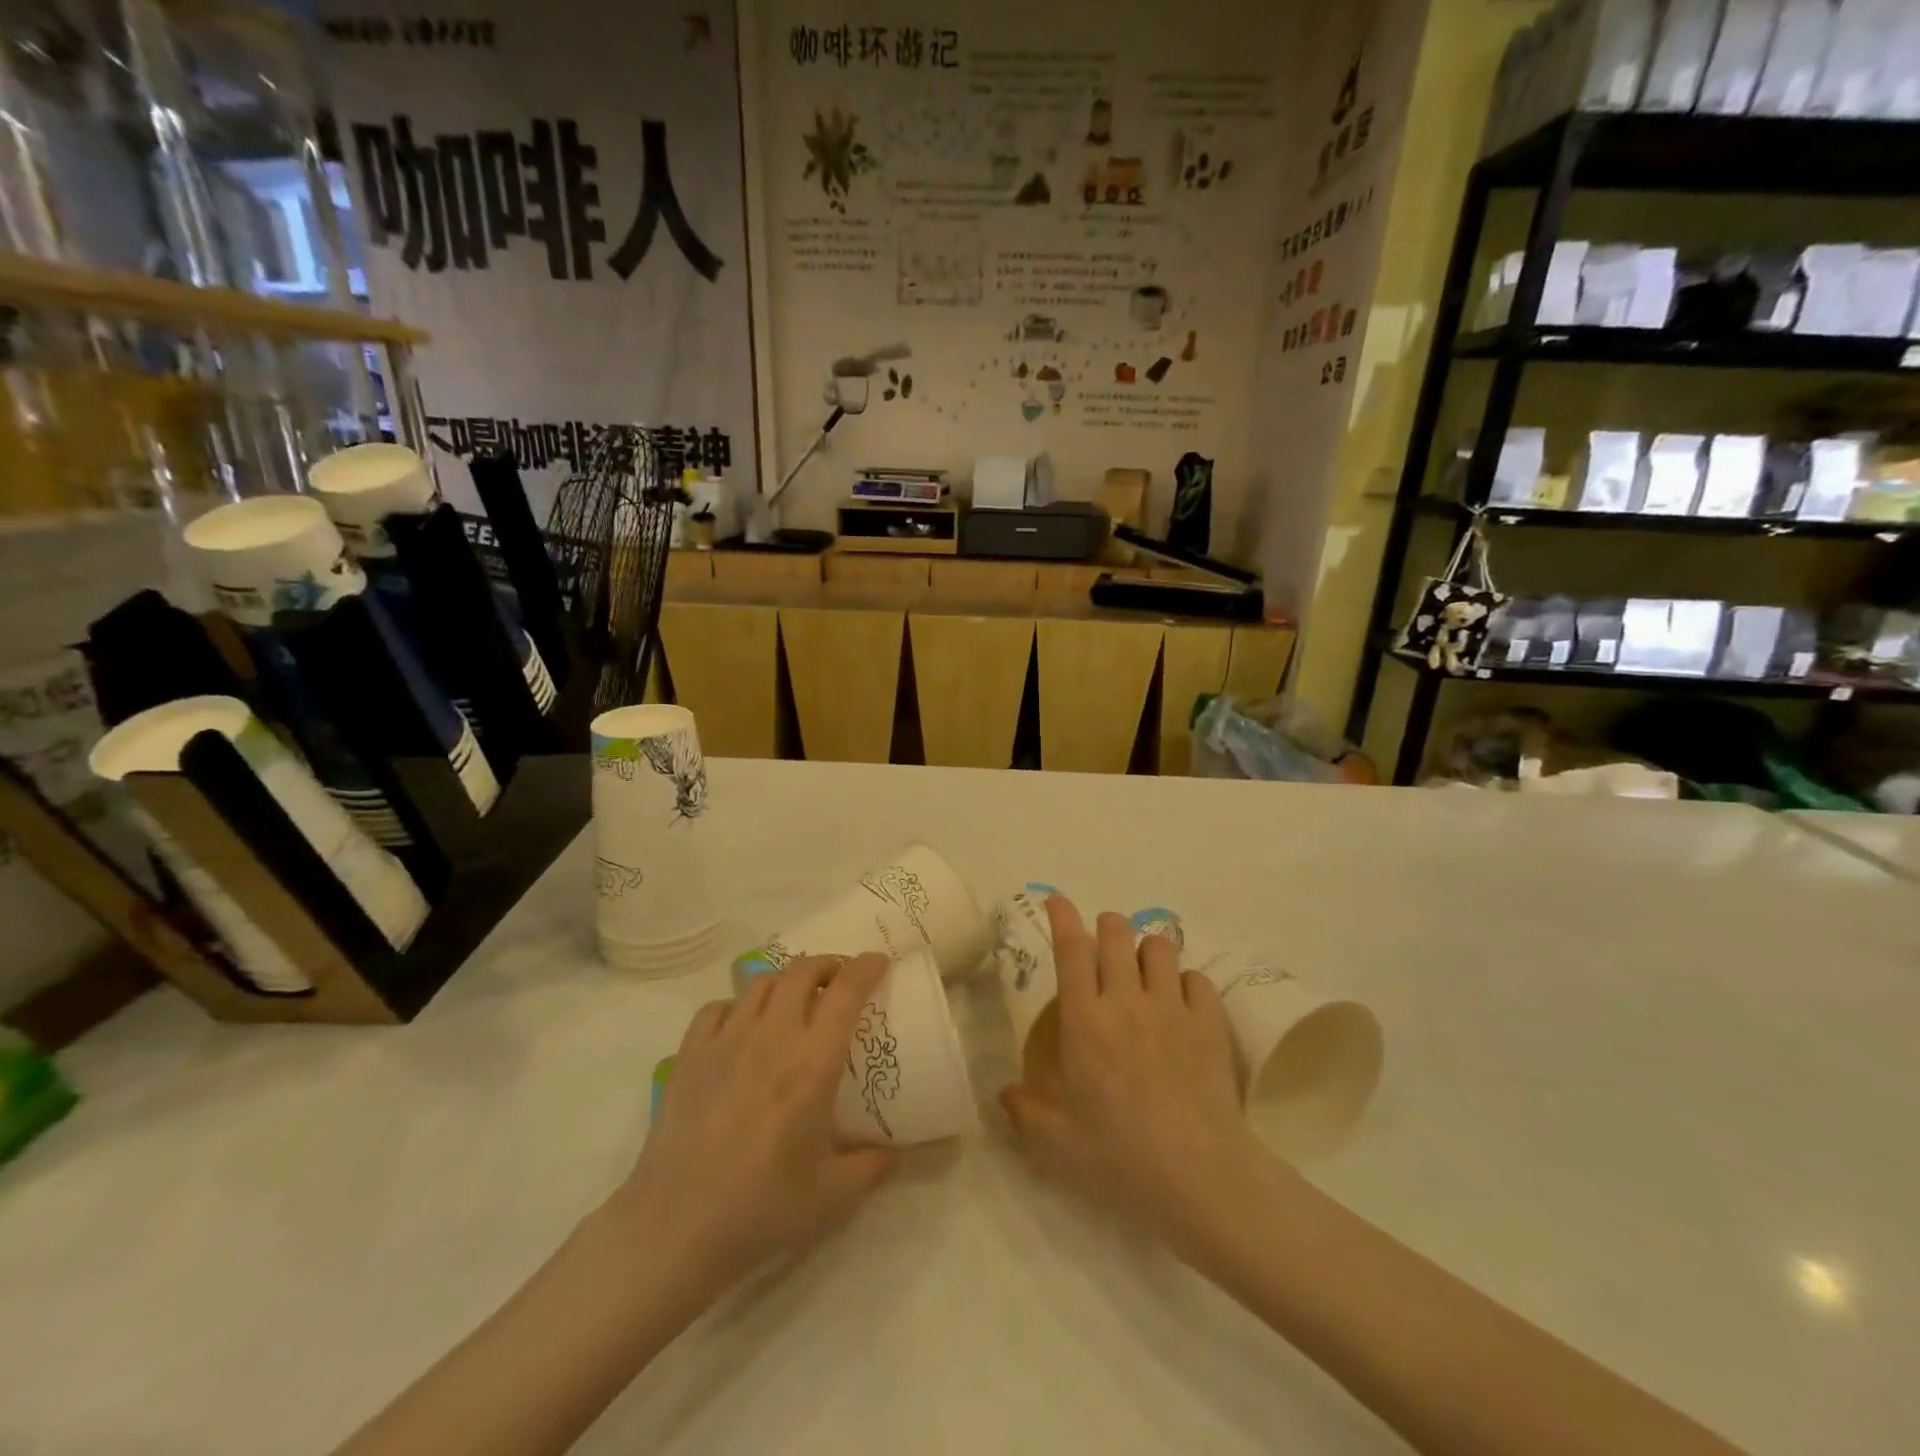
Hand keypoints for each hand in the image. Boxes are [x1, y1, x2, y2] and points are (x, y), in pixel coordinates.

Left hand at [607, 953, 897, 1293]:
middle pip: (802, 971)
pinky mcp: (690, 1054)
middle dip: (827, 965)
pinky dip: (738, 1006)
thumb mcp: (833, 1197)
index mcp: (813, 1061)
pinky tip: (742, 1027)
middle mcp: (772, 1036)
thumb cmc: (762, 1208)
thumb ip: (871, 1168)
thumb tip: (894, 1154)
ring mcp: (726, 1040)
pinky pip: (718, 1008)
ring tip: (794, 1000)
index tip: (879, 962)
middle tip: (839, 980)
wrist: (676, 1226)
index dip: (866, 967)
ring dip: (786, 981)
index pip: (846, 991)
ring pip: (761, 982)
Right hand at [1001, 896, 1263, 1252]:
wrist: (1197, 1174)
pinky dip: (1186, 981)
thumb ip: (1025, 1111)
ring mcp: (1172, 1008)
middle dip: (1108, 925)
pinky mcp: (1209, 1023)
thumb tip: (1004, 1093)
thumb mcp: (1056, 1142)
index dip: (1062, 916)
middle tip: (1104, 940)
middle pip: (1118, 933)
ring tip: (1144, 970)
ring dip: (1147, 949)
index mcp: (1085, 1020)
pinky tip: (1182, 1001)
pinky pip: (1197, 979)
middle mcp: (1126, 1000)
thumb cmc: (1118, 1155)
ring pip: (1160, 947)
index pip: (1071, 948)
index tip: (1056, 898)